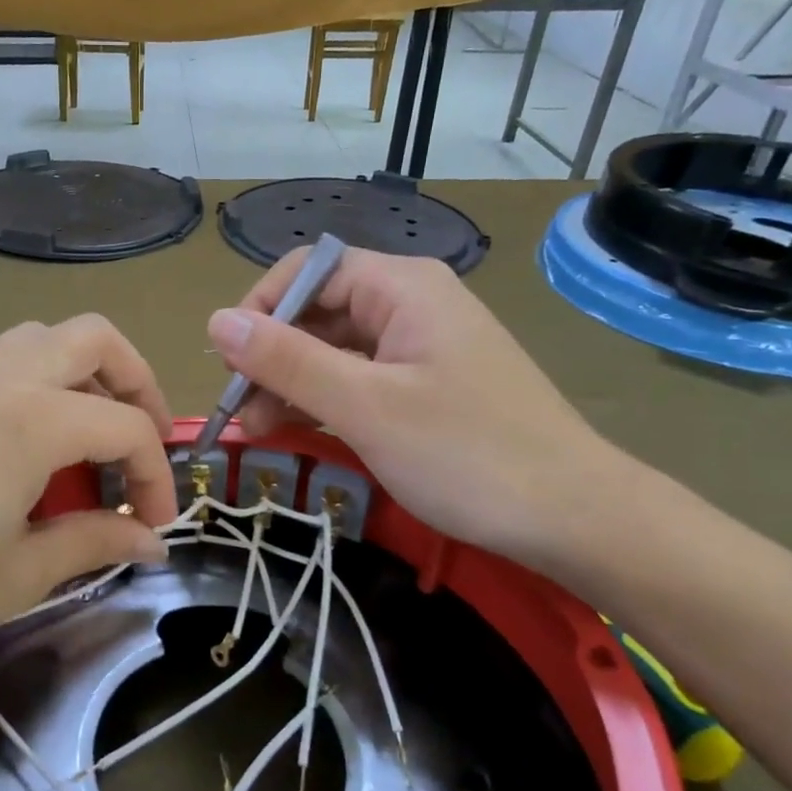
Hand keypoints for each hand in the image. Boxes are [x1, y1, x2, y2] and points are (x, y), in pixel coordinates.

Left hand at [0, 316, 177, 712]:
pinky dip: (40, 384)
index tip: (156, 524)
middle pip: (93, 338)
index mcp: (32, 420)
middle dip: (137, 382)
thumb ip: (94, 542)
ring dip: (85, 374)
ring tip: (89, 439)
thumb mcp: (17, 577)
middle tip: (142, 444)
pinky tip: (29, 450)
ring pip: (42, 338)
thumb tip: (151, 539)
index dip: (156, 475)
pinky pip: (2, 361)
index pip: (126, 426)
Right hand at [208, 248, 634, 572]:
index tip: (229, 366)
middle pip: (318, 312)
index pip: (307, 272)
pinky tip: (302, 431)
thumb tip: (216, 321)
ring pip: (336, 349)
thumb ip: (287, 361)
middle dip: (271, 357)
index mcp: (402, 287)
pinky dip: (326, 401)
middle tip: (240, 414)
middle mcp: (412, 304)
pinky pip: (361, 379)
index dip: (259, 310)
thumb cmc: (468, 455)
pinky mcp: (429, 385)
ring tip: (260, 431)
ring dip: (292, 384)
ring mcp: (423, 346)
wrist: (576, 518)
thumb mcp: (366, 407)